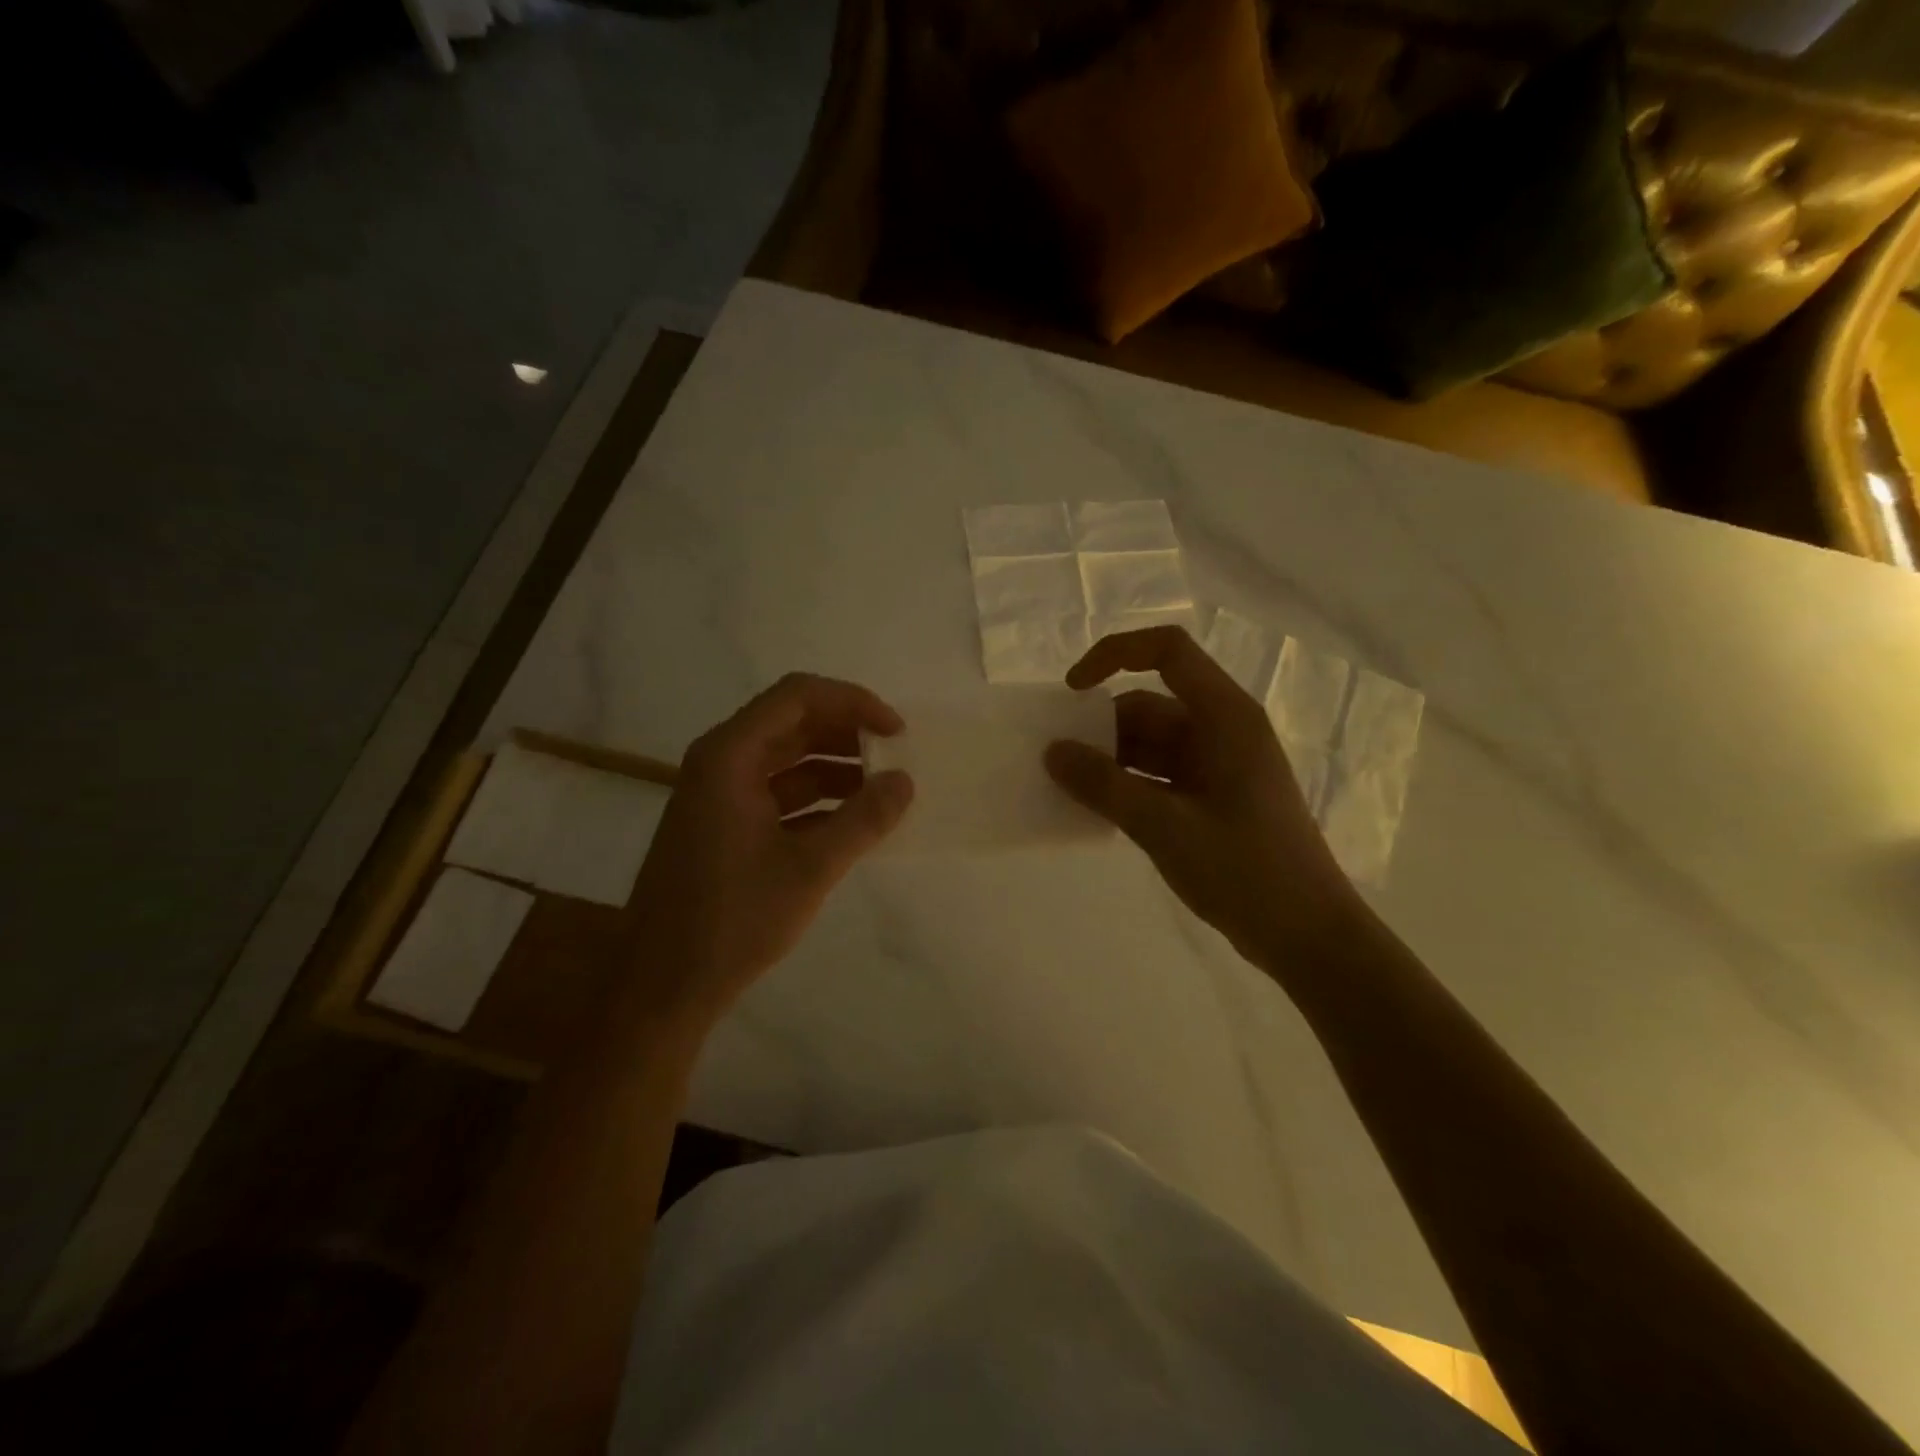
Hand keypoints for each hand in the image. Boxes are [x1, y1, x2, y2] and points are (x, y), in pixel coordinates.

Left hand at [626, 673, 912, 1028]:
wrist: (662, 986)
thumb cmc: (732, 919)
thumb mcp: (810, 868)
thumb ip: (864, 819)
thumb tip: (905, 781)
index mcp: (730, 756)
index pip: (798, 696)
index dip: (853, 702)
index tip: (895, 732)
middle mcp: (721, 762)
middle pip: (793, 723)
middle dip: (848, 733)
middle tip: (896, 757)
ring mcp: (720, 795)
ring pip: (788, 760)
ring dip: (836, 768)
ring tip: (884, 790)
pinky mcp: (725, 826)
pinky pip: (779, 794)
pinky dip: (818, 800)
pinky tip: (854, 822)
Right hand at [1044, 626, 1361, 966]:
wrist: (1306, 935)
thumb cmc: (1245, 870)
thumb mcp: (1164, 825)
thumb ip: (1104, 786)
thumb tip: (1052, 752)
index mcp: (1225, 716)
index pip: (1167, 651)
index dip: (1114, 655)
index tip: (1071, 693)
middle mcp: (1222, 730)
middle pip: (1150, 704)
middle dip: (1101, 726)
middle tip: (1056, 760)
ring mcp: (1218, 766)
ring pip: (1150, 743)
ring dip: (1110, 760)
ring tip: (1067, 788)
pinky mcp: (1212, 798)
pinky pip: (1158, 775)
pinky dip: (1126, 785)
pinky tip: (1096, 809)